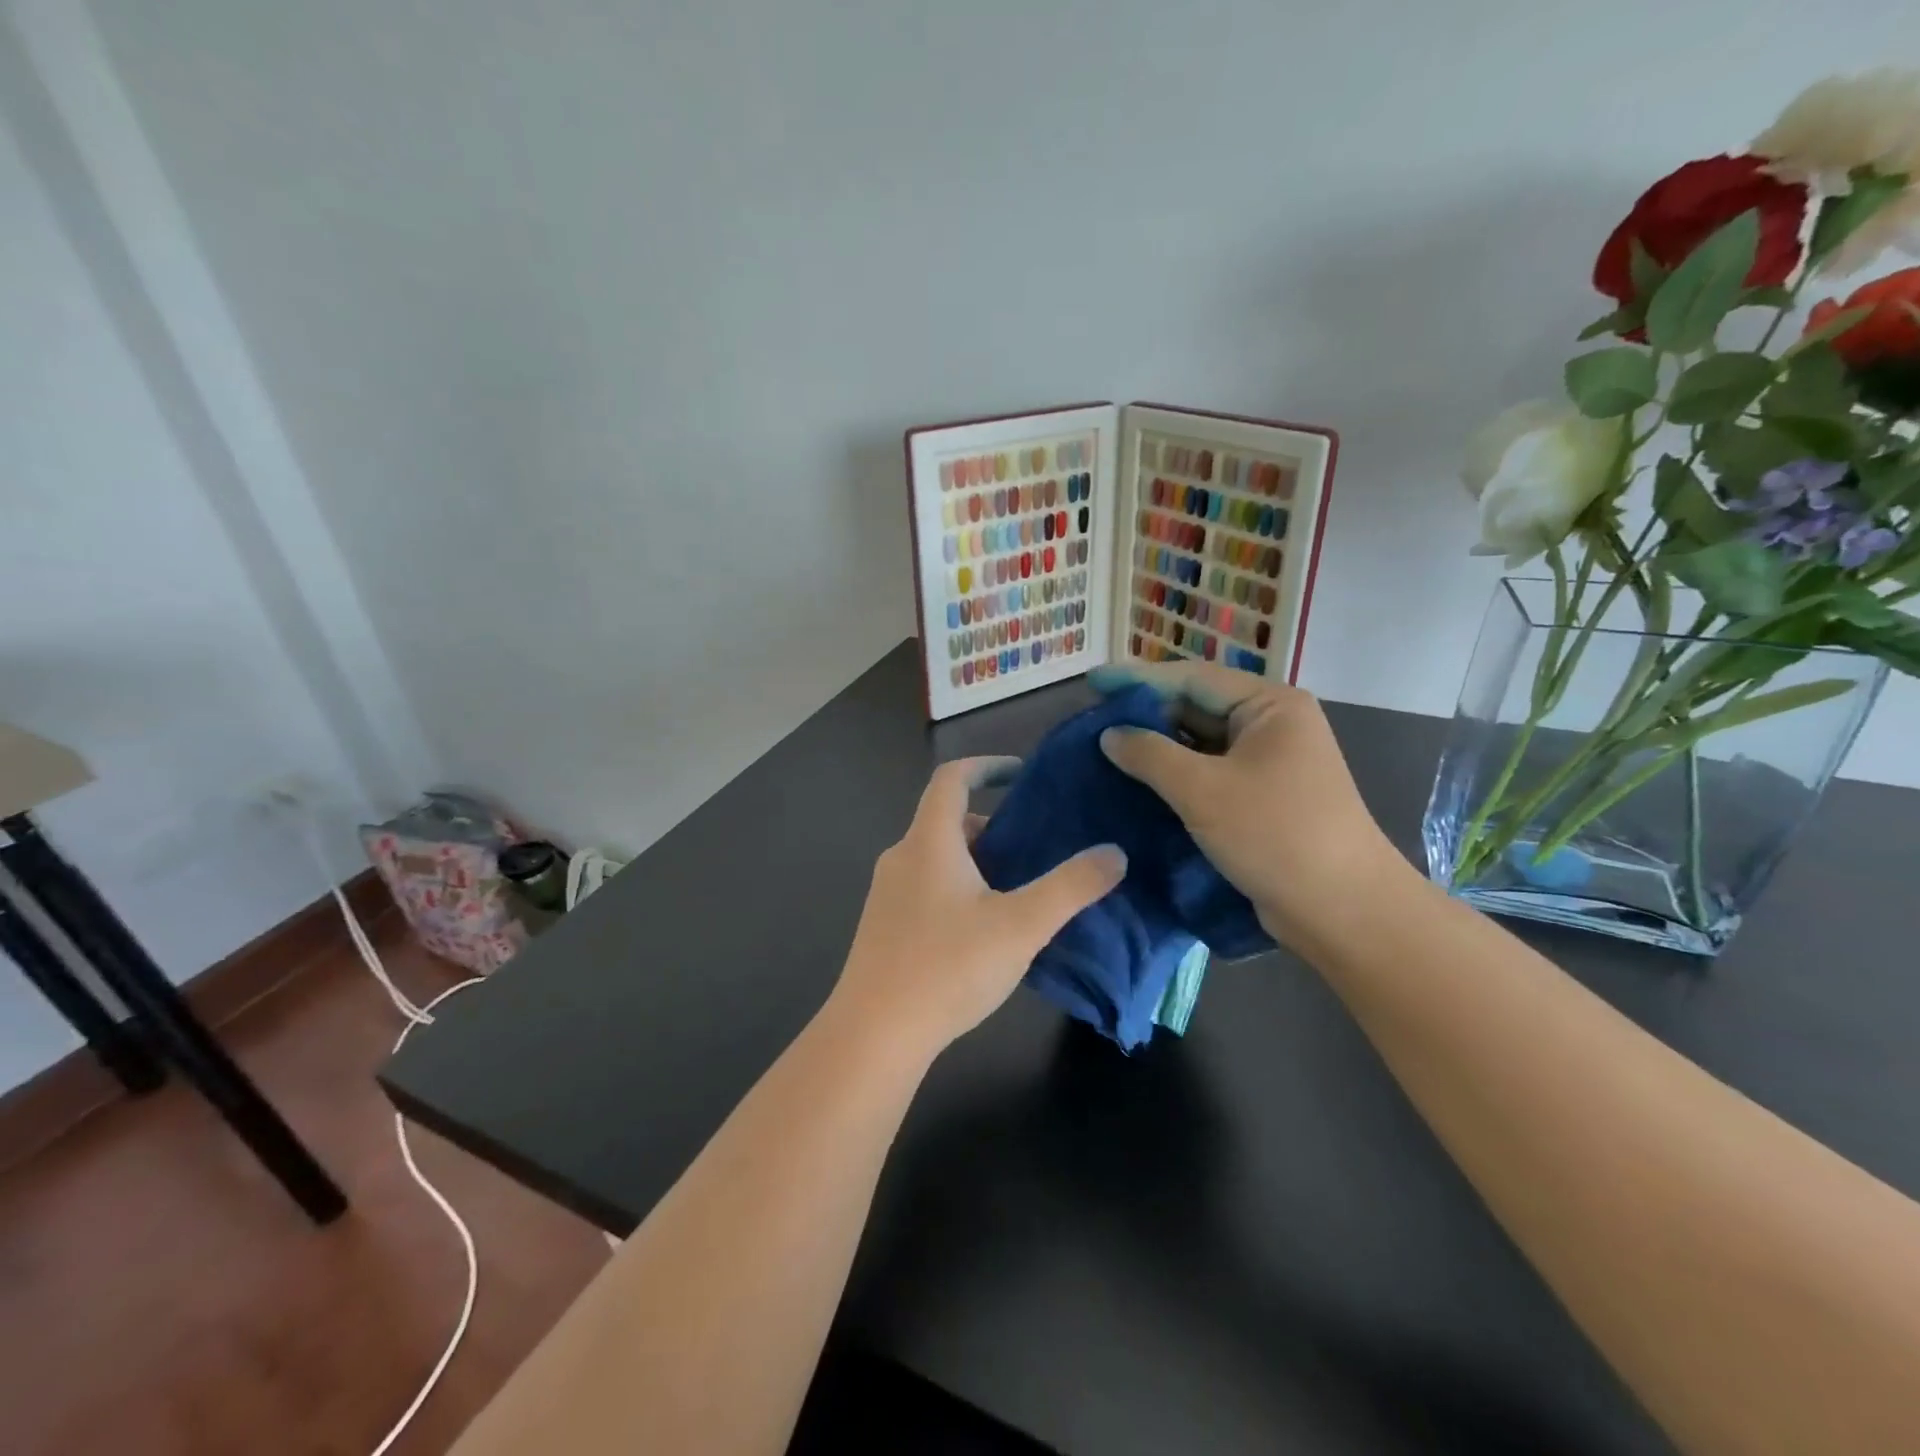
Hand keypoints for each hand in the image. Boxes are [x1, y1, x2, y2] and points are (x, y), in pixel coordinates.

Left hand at [827, 757, 1126, 1060]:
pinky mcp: (884, 927)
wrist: (874, 1035)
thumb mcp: (1021, 926)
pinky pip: (927, 888)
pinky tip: (984, 931)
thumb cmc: (947, 968)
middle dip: (993, 826)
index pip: (951, 778)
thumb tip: (1114, 853)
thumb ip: (1071, 887)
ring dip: (977, 861)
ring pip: (938, 858)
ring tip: (1019, 891)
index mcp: (929, 842)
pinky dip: (959, 888)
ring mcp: (887, 894)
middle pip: (947, 821)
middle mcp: (902, 857)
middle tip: (1034, 847)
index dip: (986, 766)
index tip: (1020, 774)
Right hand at [1091, 661, 1406, 949]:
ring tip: (1104, 748)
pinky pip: (1208, 773)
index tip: (1091, 681)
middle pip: (1196, 707)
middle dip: (1145, 714)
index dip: (1137, 679)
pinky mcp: (1260, 796)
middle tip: (1091, 719)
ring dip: (1156, 747)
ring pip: (1199, 744)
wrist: (1342, 910)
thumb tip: (1109, 734)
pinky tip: (1136, 781)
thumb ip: (1150, 755)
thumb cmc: (1275, 835)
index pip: (1192, 678)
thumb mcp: (1203, 790)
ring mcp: (1268, 762)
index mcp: (1270, 705)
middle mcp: (1271, 725)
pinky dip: (1174, 775)